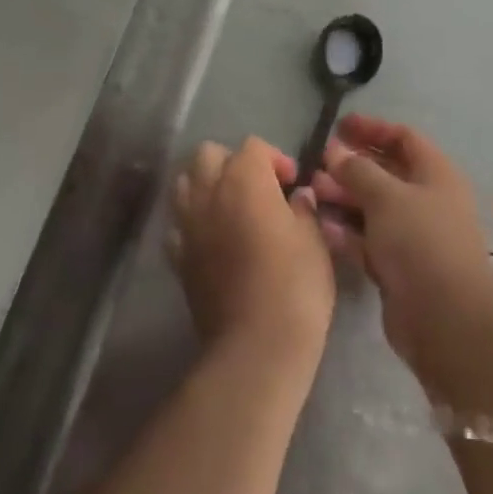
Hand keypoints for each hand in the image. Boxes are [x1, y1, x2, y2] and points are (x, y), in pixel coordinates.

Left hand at [166, 137, 335, 370]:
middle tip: (258, 189)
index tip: (292, 183)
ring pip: (185, 183)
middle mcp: (209, 192)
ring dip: (206, 186)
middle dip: (232, 163)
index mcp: (244, 179)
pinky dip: (192, 224)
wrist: (256, 347)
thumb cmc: (294, 286)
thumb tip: (299, 197)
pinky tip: (212, 241)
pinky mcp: (178, 257)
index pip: (253, 146)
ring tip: (230, 209)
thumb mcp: (314, 241)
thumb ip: (304, 210)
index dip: (274, 159)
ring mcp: (188, 224)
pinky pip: (179, 225)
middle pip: (209, 154)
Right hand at [310, 114, 492, 380]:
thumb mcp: (386, 196)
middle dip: (350, 166)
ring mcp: (412, 236)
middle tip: (316, 163)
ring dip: (343, 197)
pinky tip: (320, 225)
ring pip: (372, 207)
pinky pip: (367, 240)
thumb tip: (336, 152)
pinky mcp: (398, 267)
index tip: (338, 126)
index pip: (402, 138)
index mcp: (435, 174)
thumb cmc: (421, 242)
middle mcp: (426, 200)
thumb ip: (358, 170)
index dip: (371, 128)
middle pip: (385, 172)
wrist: (446, 321)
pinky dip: (346, 231)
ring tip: (311, 192)